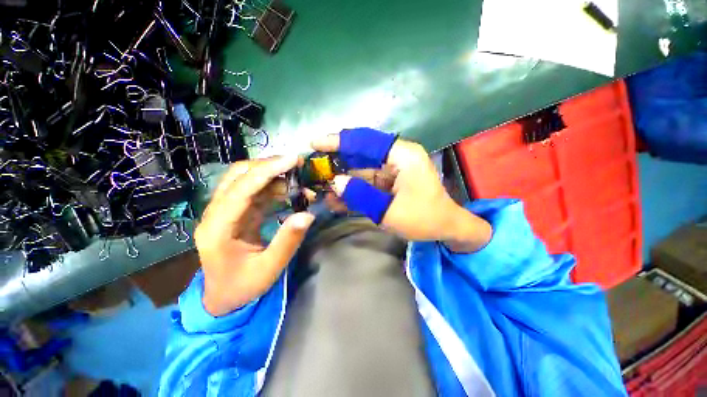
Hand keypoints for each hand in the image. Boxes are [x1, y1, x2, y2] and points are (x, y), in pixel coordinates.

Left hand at [195, 156, 314, 315]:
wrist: (222, 297)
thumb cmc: (242, 286)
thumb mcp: (269, 269)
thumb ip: (288, 241)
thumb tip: (308, 215)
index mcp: (217, 228)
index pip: (241, 189)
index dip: (267, 170)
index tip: (292, 160)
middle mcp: (216, 213)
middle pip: (238, 176)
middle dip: (269, 165)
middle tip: (297, 165)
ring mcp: (224, 211)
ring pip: (245, 179)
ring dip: (273, 175)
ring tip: (298, 179)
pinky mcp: (235, 212)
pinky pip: (254, 191)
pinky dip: (273, 186)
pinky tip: (290, 191)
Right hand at [312, 128, 491, 251]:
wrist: (446, 229)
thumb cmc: (424, 219)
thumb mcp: (390, 210)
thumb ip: (361, 195)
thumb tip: (335, 182)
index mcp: (403, 155)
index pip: (366, 141)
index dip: (340, 141)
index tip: (316, 143)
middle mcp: (397, 157)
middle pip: (361, 153)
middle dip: (337, 160)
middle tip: (314, 167)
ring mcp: (393, 170)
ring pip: (361, 169)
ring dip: (342, 178)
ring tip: (320, 186)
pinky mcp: (390, 182)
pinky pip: (367, 182)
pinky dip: (352, 190)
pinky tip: (336, 199)